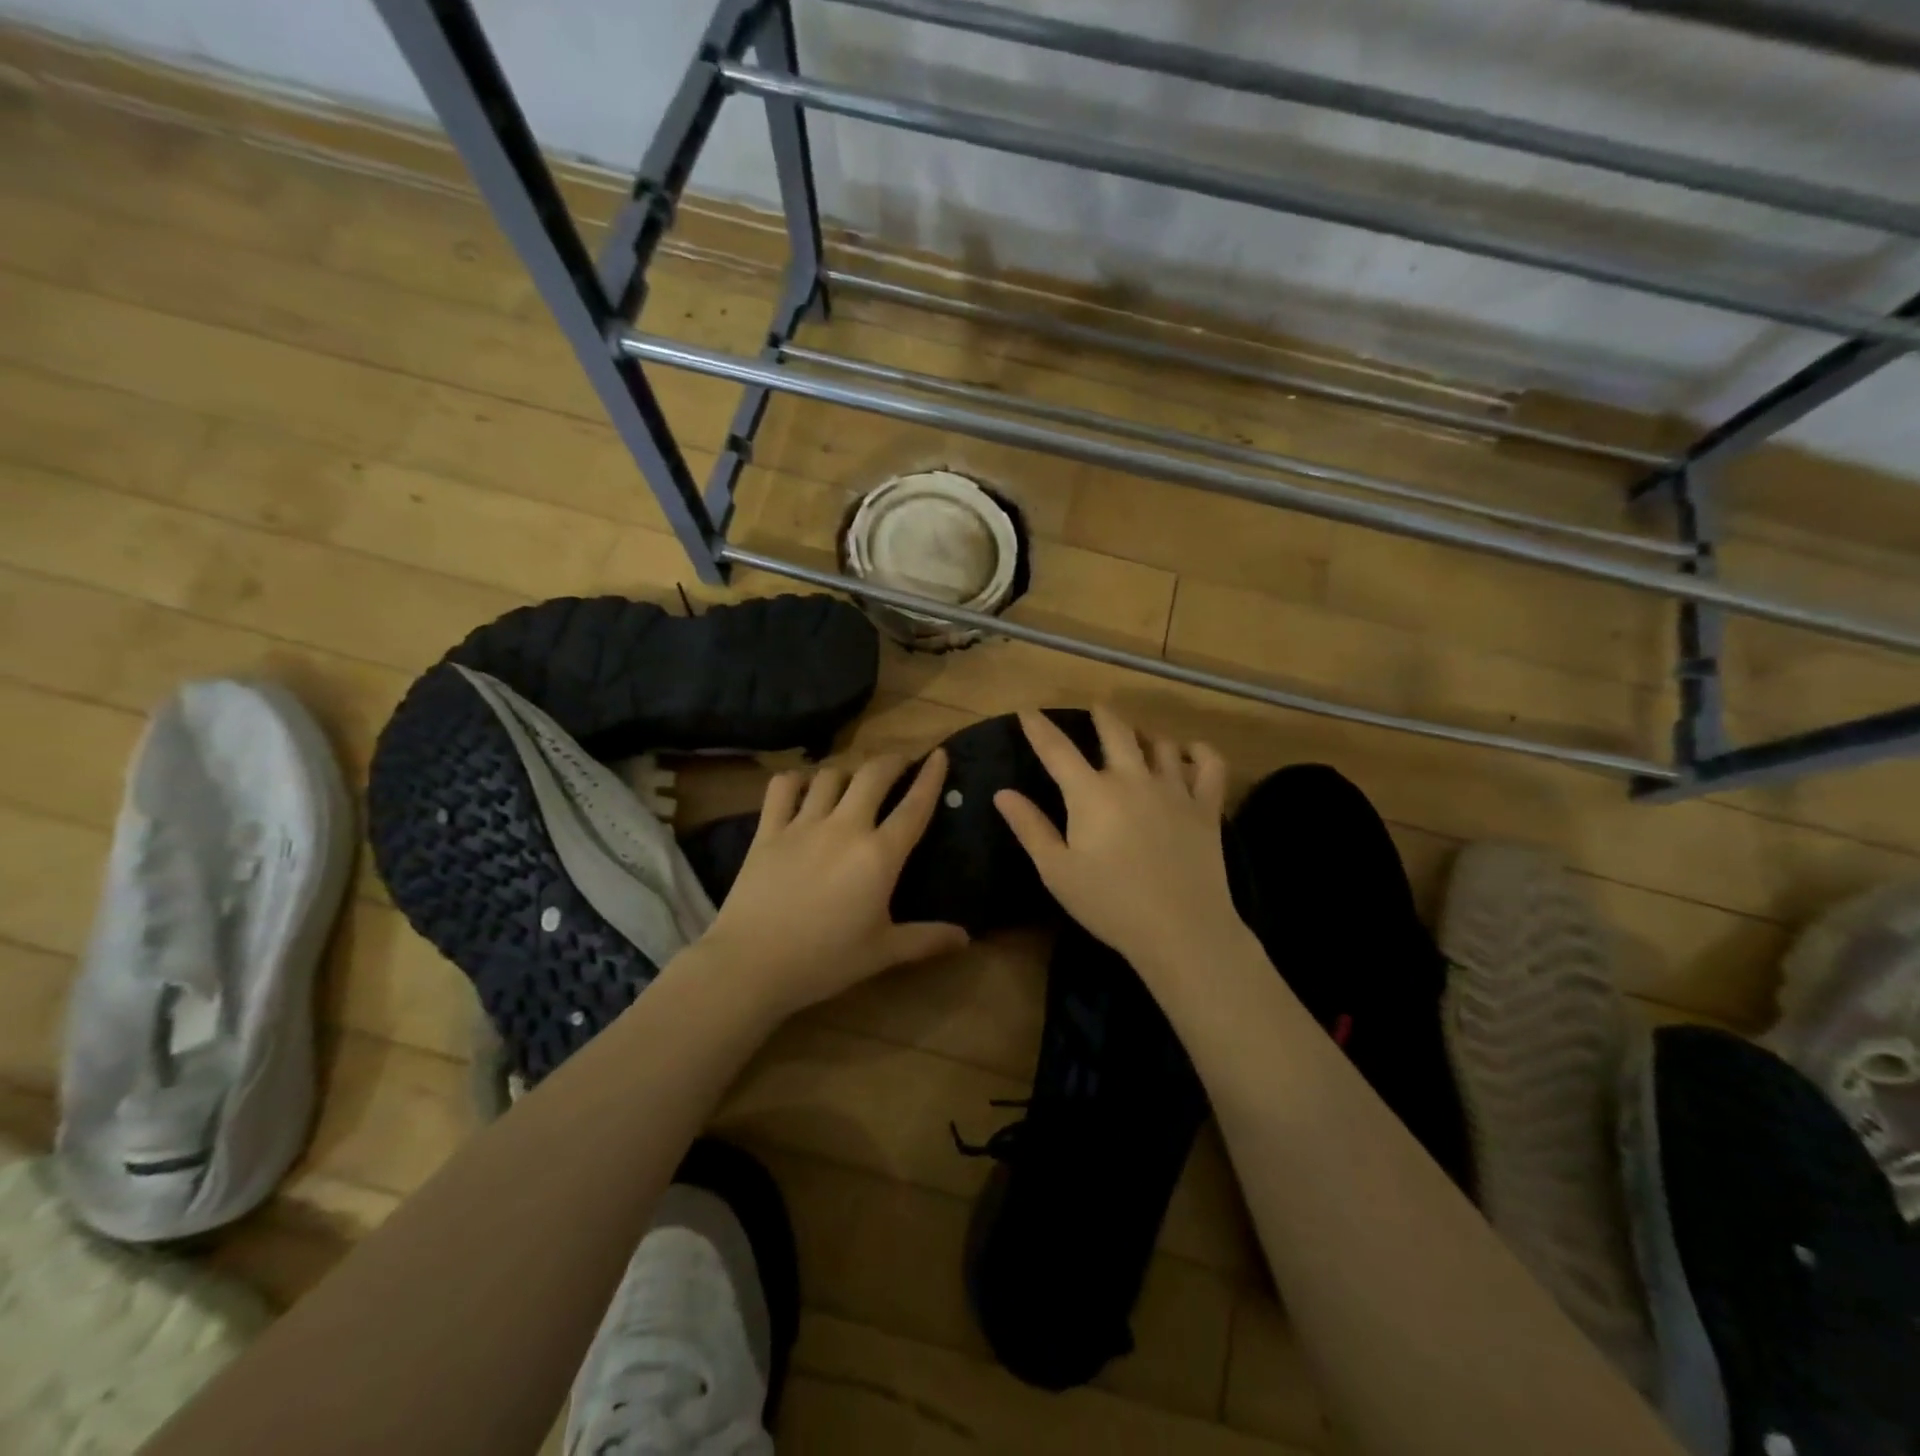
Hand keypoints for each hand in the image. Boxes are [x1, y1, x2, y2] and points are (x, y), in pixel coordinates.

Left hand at [693, 749, 968, 1018]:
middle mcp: (845, 828)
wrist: (752, 964)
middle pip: (873, 774)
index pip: (914, 806)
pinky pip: (783, 787)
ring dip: (847, 771)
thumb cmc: (824, 961)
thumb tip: (966, 936)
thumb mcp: (882, 953)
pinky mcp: (768, 830)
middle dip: (892, 761)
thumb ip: (926, 939)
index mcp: (879, 856)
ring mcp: (803, 825)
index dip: (930, 776)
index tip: (939, 754)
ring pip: (830, 775)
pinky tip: (802, 787)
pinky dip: (796, 779)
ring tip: (853, 780)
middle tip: (900, 764)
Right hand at [995, 707, 1245, 982]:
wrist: (1181, 930)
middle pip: (1115, 731)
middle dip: (1101, 714)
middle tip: (1095, 708)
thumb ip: (1030, 827)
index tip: (1027, 710)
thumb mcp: (1057, 871)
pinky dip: (1200, 751)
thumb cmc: (1110, 904)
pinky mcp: (1206, 807)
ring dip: (1146, 733)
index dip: (1038, 727)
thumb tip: (1002, 793)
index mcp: (1092, 793)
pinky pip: (1209, 765)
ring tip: (1138, 735)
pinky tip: (1190, 751)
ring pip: (1161, 743)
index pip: (1057, 749)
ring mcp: (1174, 789)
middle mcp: (1132, 778)